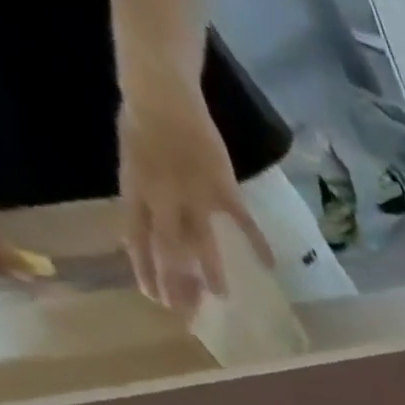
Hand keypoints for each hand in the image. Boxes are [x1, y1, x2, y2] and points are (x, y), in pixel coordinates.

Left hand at [117, 84, 271, 316]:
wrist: (161, 93)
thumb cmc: (145, 127)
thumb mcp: (133, 164)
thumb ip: (145, 201)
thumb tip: (153, 237)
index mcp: (137, 191)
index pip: (137, 239)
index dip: (146, 271)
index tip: (156, 300)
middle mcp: (163, 197)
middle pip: (169, 248)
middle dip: (177, 281)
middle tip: (187, 311)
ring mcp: (194, 193)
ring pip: (202, 240)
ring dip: (211, 270)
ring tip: (221, 297)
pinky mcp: (222, 187)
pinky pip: (242, 221)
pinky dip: (258, 242)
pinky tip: (270, 264)